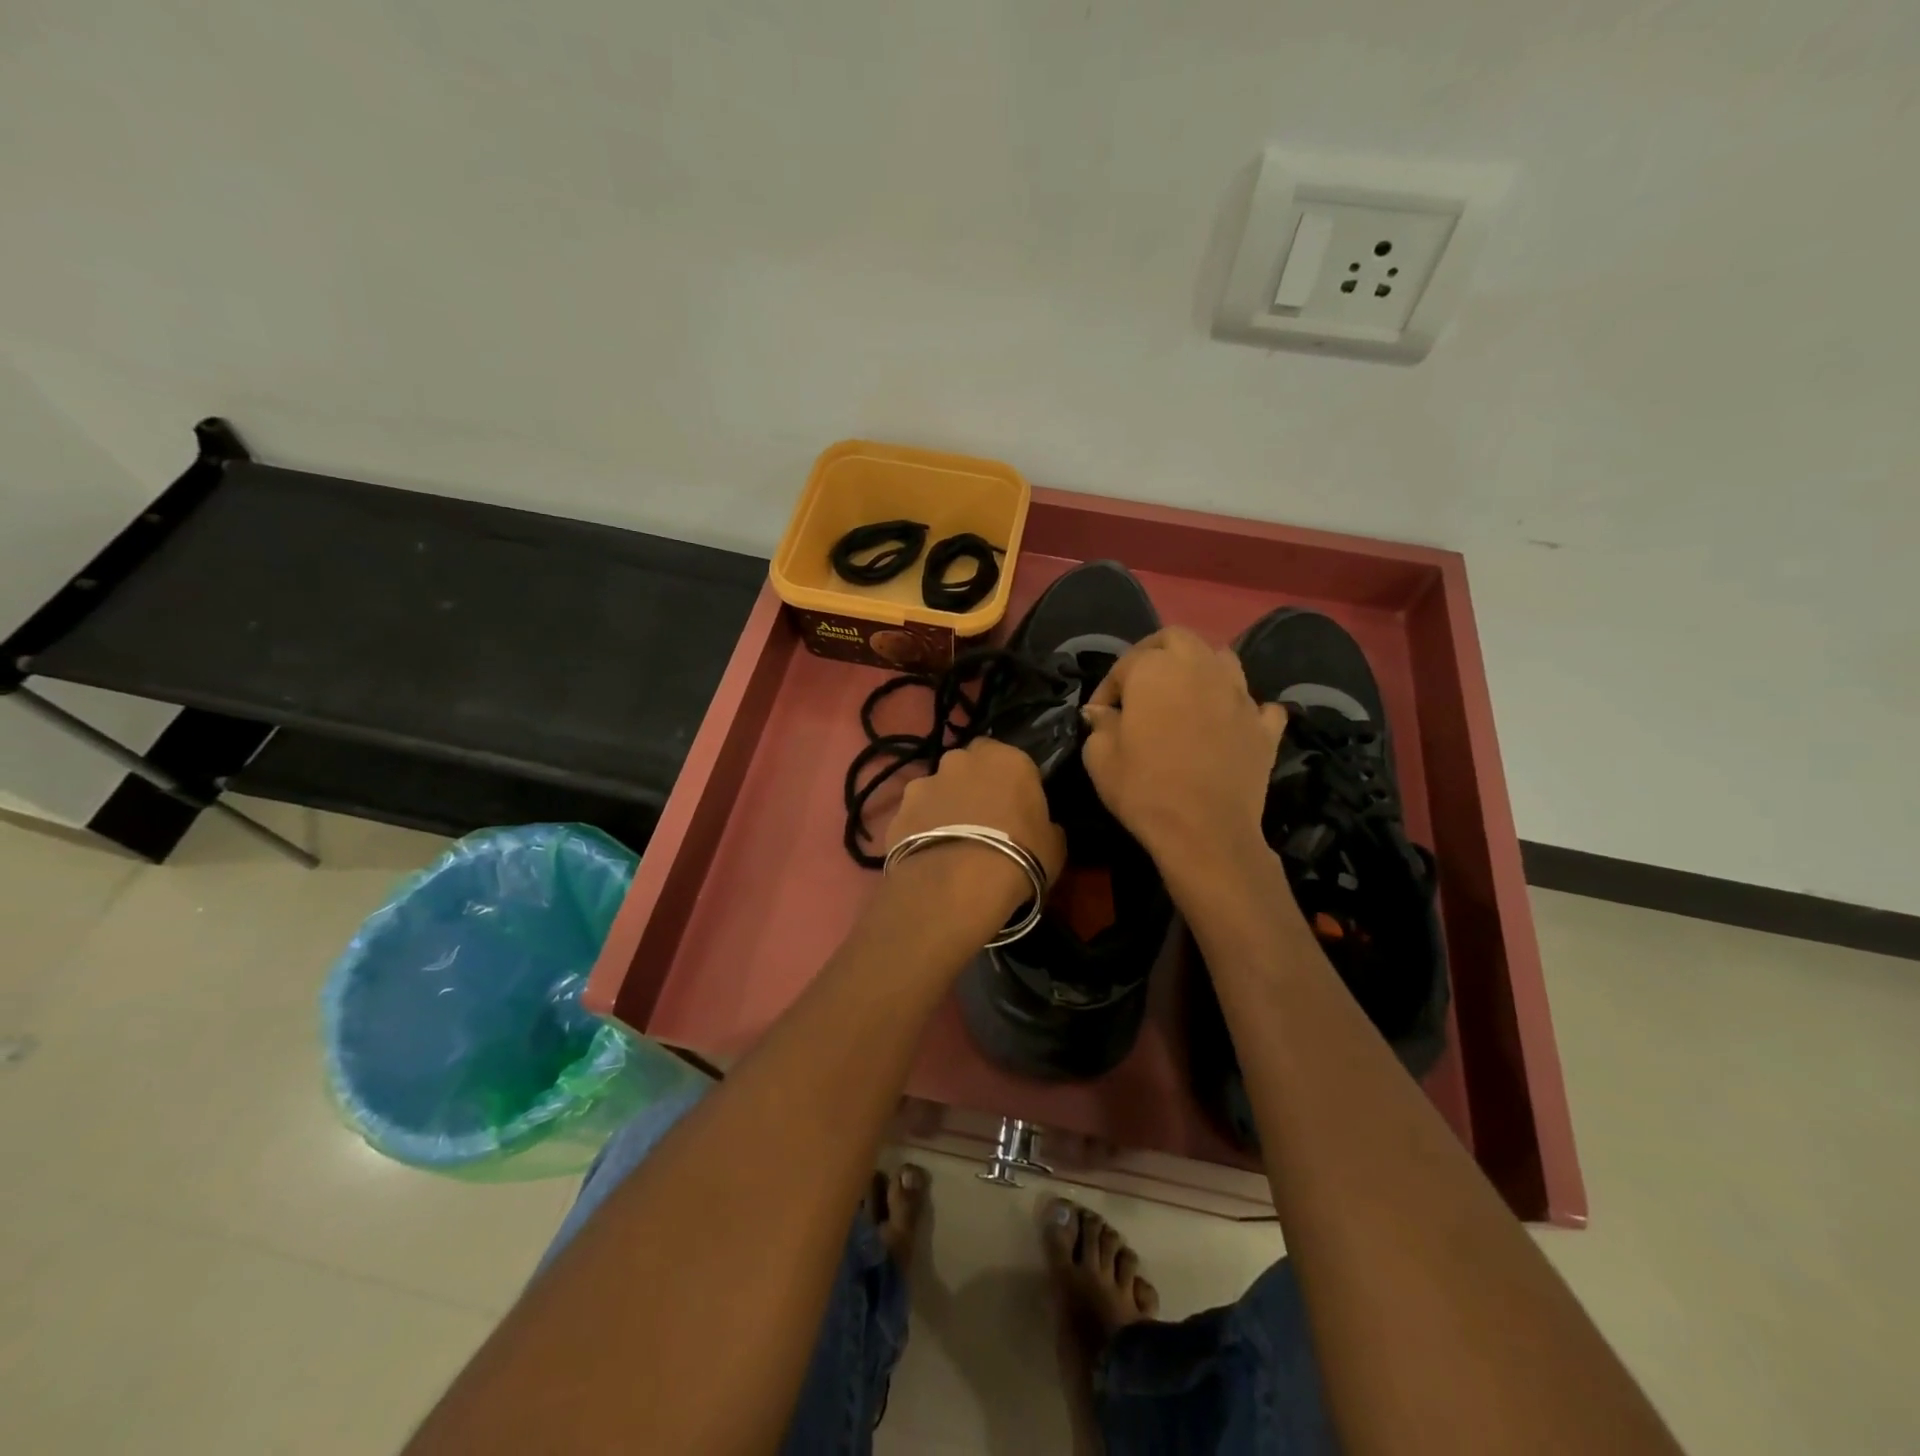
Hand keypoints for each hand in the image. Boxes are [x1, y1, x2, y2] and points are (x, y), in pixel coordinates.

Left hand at [880, 737, 1067, 938]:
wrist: (957, 885)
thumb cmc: (1019, 857)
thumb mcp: (1053, 845)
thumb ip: (1045, 825)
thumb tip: (1041, 826)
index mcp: (1007, 759)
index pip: (1009, 756)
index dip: (1009, 780)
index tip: (1013, 803)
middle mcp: (962, 760)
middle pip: (968, 765)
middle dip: (972, 784)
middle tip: (981, 818)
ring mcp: (925, 782)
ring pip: (938, 787)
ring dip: (944, 804)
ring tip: (950, 840)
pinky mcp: (899, 809)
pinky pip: (915, 814)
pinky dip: (920, 827)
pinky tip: (928, 854)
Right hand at [1080, 627, 1285, 883]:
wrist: (1205, 831)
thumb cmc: (1144, 789)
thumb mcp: (1099, 758)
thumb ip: (1100, 725)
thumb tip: (1102, 713)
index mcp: (1156, 670)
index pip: (1125, 664)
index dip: (1107, 688)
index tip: (1099, 716)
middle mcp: (1200, 668)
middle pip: (1176, 639)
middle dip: (1154, 655)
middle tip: (1140, 687)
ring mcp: (1239, 695)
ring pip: (1222, 660)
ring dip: (1201, 669)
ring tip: (1186, 696)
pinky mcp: (1264, 726)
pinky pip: (1257, 705)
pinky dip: (1243, 708)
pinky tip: (1231, 723)